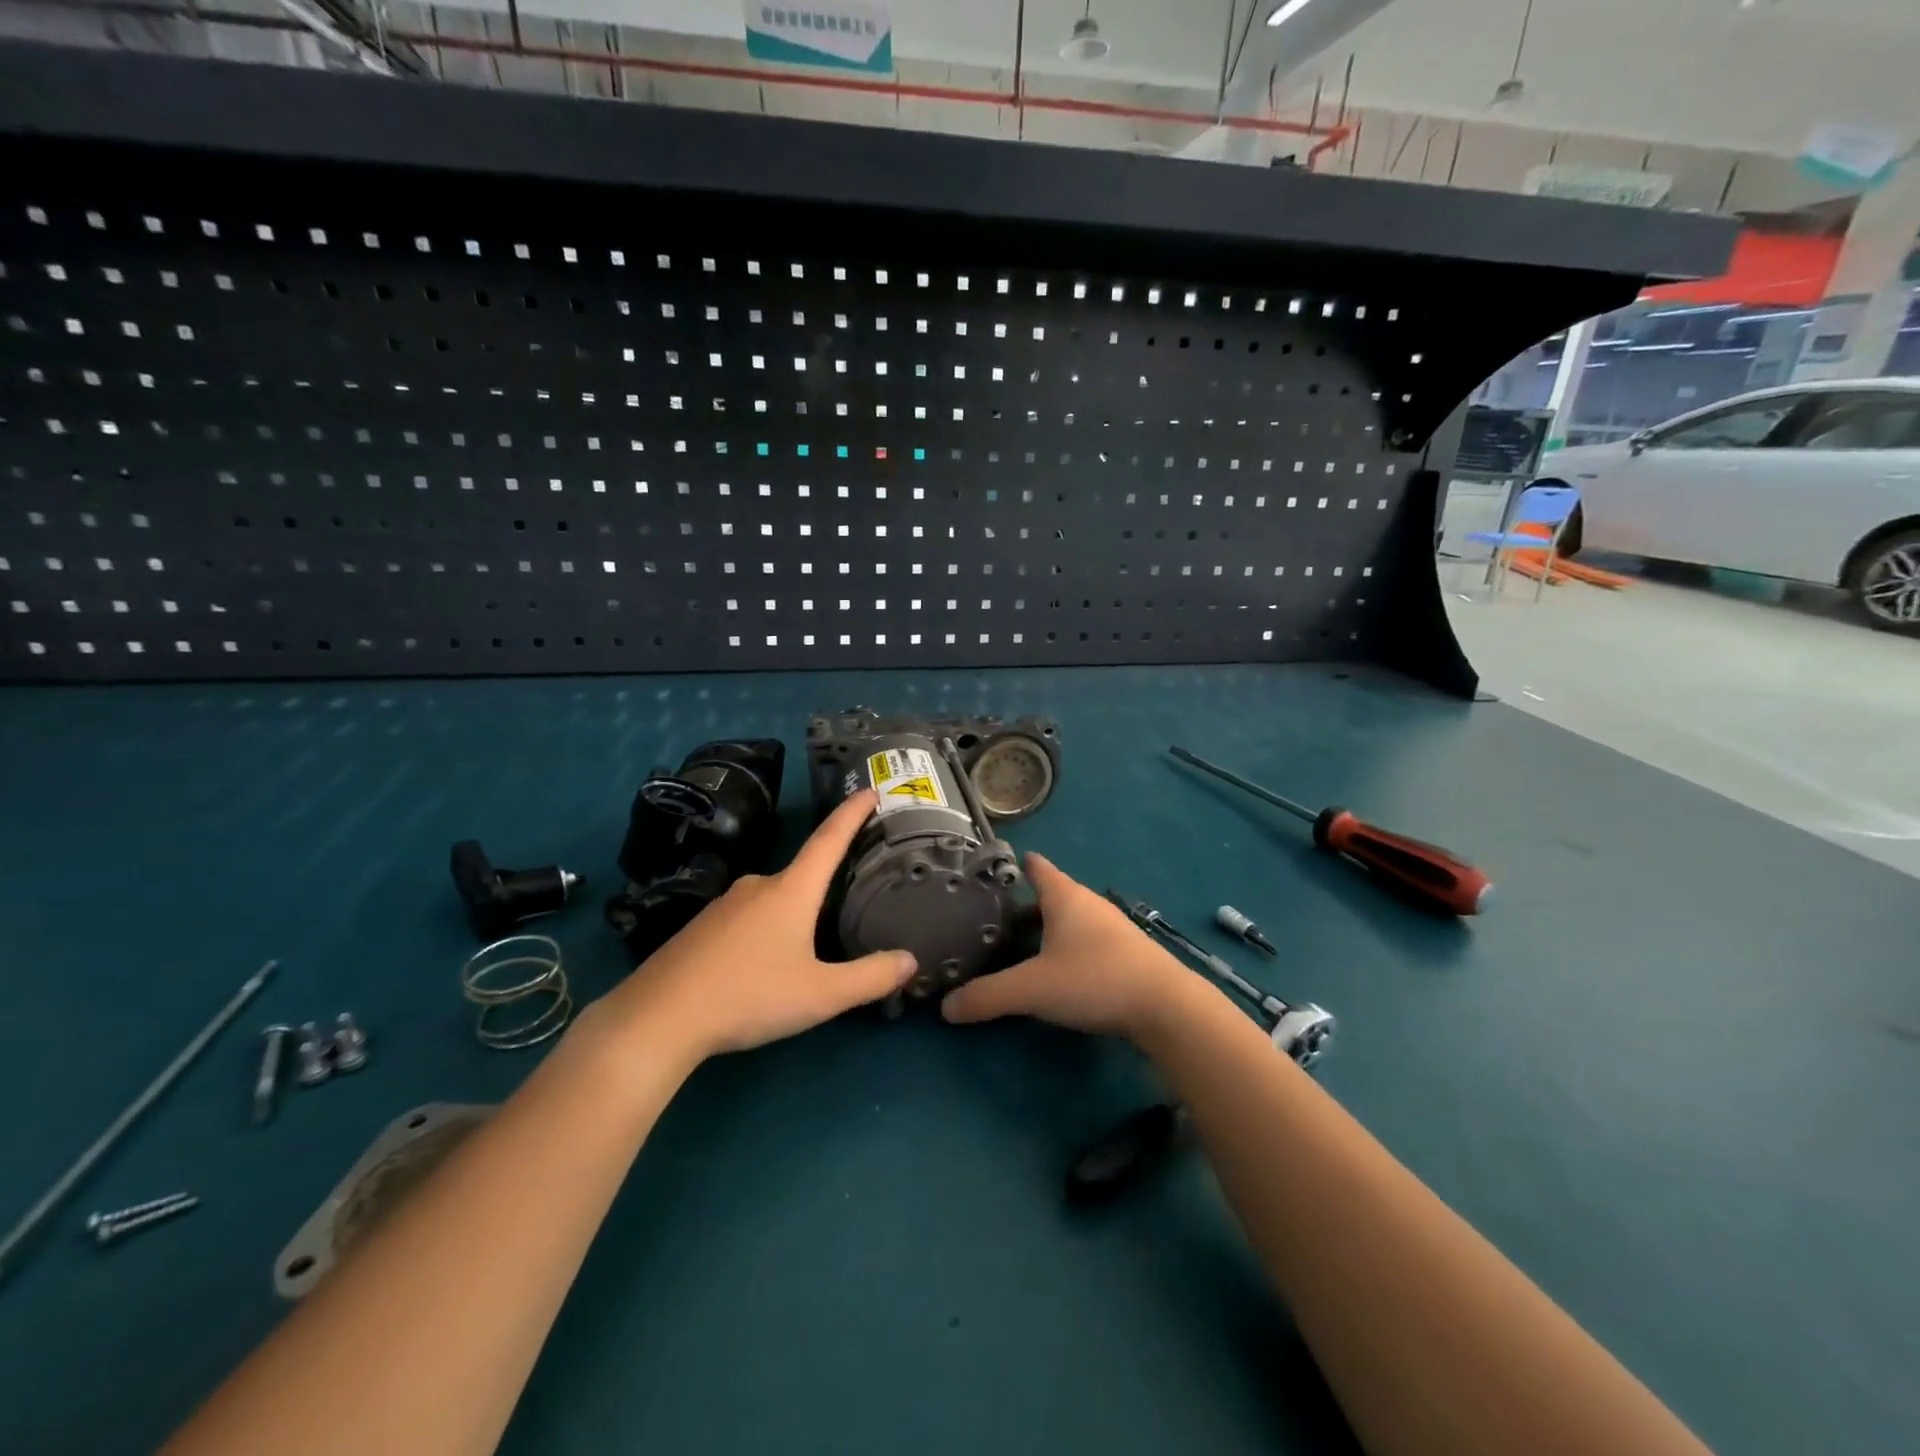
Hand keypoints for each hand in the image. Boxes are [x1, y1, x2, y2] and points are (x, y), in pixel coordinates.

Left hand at [598, 790, 915, 1061]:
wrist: (658, 1018)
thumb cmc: (749, 996)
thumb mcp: (820, 994)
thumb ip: (869, 978)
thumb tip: (910, 960)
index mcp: (791, 890)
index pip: (829, 839)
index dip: (852, 813)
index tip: (870, 789)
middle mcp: (758, 885)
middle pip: (802, 875)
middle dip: (825, 884)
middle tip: (846, 900)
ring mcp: (724, 904)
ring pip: (773, 900)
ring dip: (793, 915)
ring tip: (806, 948)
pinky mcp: (701, 927)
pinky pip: (746, 918)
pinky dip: (764, 931)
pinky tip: (762, 965)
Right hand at [941, 853, 1195, 1042]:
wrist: (1166, 1006)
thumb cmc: (1094, 979)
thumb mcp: (1032, 989)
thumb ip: (987, 996)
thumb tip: (945, 1007)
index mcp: (1064, 897)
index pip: (1036, 867)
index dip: (1013, 865)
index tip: (988, 871)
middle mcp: (1088, 903)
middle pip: (1050, 895)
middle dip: (1022, 904)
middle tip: (990, 920)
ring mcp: (1110, 927)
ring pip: (1069, 920)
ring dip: (1045, 929)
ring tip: (1017, 947)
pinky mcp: (1125, 952)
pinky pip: (1085, 941)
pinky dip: (1066, 948)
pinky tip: (1057, 971)